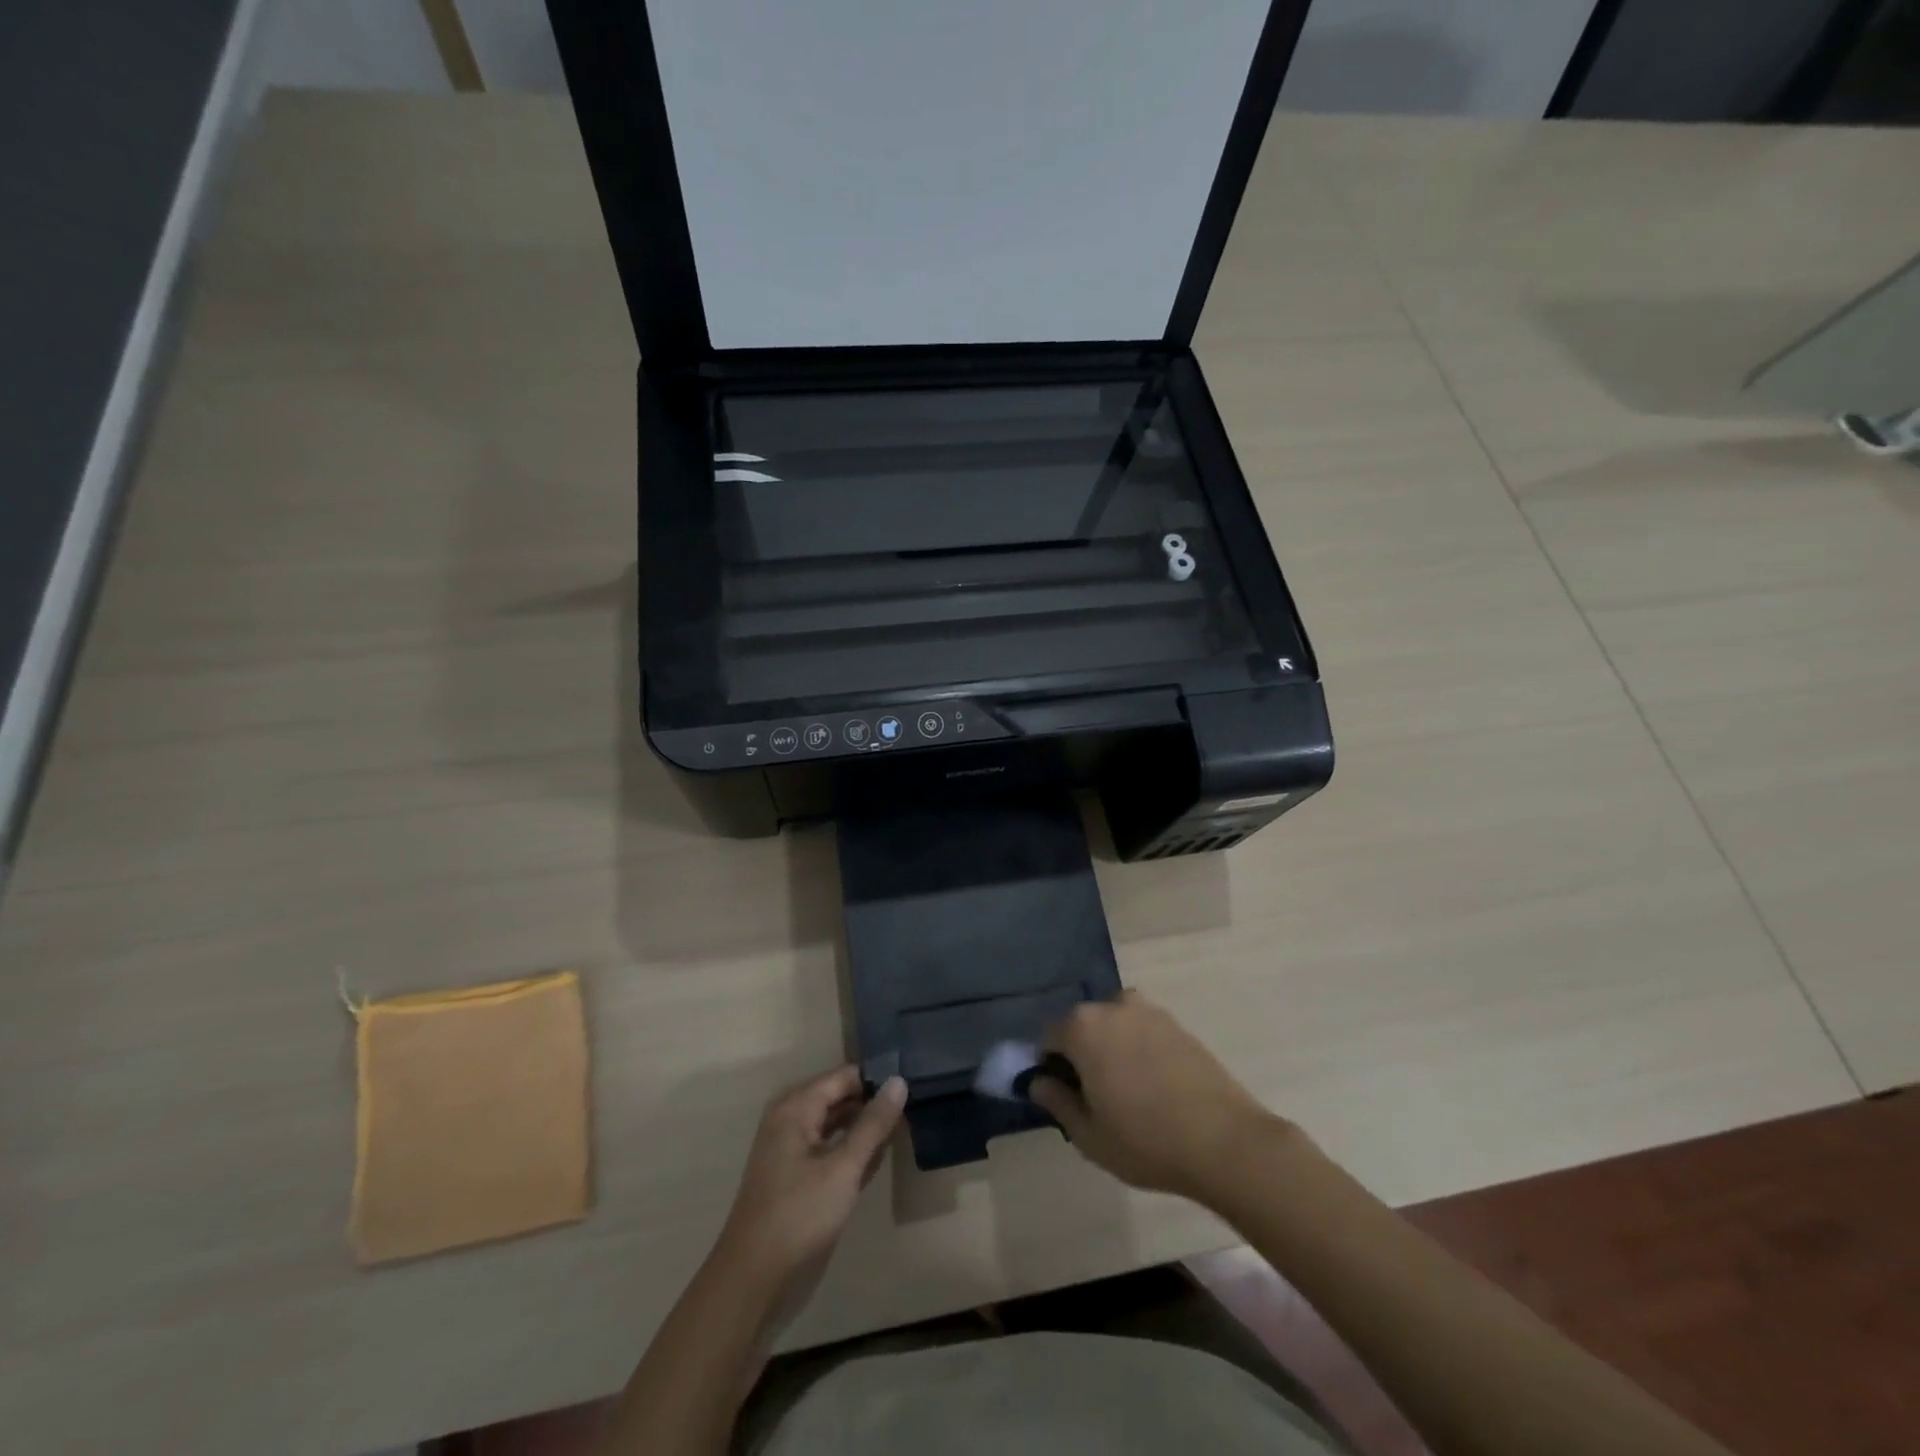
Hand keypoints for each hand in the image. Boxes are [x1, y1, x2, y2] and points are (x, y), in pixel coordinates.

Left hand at [712, 1066, 906, 1326]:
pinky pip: (832, 1147)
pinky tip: (882, 1154)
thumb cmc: (799, 1216)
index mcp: (796, 1107)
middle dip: (875, 1102)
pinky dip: (855, 1150)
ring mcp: (794, 1148)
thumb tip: (899, 1081)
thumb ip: (873, 1124)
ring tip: (908, 1124)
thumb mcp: (843, 1168)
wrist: (753, 1281)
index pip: (845, 1076)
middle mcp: (792, 1119)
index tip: (915, 1082)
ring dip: (868, 1127)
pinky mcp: (799, 1175)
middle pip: (841, 1097)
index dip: (878, 1077)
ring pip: (839, 1123)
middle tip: (917, 1104)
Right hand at [1030, 991, 1292, 1204]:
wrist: (1226, 1141)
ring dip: (1111, 1049)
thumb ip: (1057, 1101)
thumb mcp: (1088, 1135)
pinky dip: (1138, 1050)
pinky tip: (1154, 1088)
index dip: (1049, 1066)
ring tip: (1126, 1092)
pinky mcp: (1178, 1024)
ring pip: (1114, 1026)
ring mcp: (1150, 1011)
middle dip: (1080, 1053)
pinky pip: (1143, 1031)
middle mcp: (1113, 1006)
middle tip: (1094, 1096)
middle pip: (1082, 1025)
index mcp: (1083, 1027)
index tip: (1063, 1095)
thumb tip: (1039, 1082)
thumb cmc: (1146, 1141)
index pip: (1048, 1037)